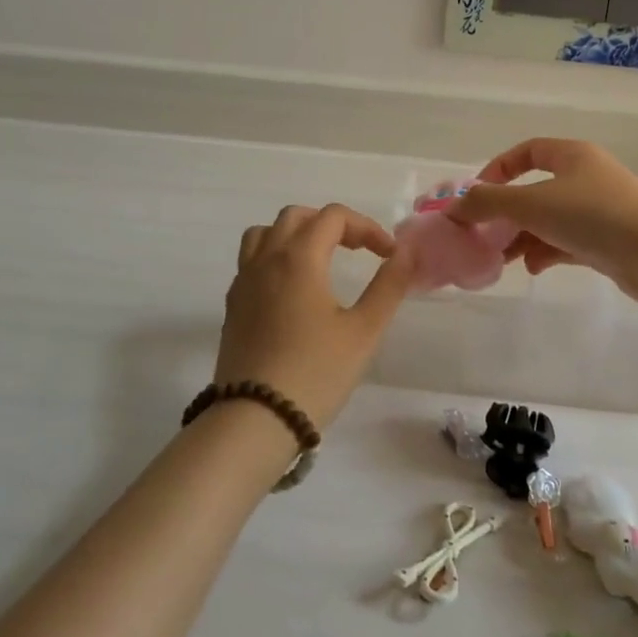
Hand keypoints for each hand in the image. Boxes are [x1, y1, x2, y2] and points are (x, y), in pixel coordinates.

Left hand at [214, 204, 414, 428]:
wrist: (255, 420)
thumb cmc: (316, 372)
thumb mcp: (364, 330)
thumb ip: (388, 286)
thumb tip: (405, 253)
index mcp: (299, 257)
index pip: (333, 217)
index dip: (366, 227)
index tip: (388, 256)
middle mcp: (266, 259)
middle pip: (296, 216)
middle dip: (332, 224)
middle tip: (358, 250)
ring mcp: (243, 282)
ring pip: (265, 233)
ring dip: (296, 234)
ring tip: (320, 259)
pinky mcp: (232, 306)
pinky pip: (251, 261)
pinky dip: (275, 257)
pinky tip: (293, 289)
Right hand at [449, 138, 637, 303]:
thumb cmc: (592, 215)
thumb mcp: (531, 204)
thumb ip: (488, 203)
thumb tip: (452, 207)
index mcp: (572, 156)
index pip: (528, 151)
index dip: (499, 169)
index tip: (477, 194)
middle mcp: (586, 178)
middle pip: (535, 190)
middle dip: (507, 213)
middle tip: (483, 235)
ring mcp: (599, 211)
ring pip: (550, 220)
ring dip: (523, 237)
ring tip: (501, 259)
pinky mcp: (608, 242)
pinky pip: (567, 243)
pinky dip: (546, 253)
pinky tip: (533, 269)